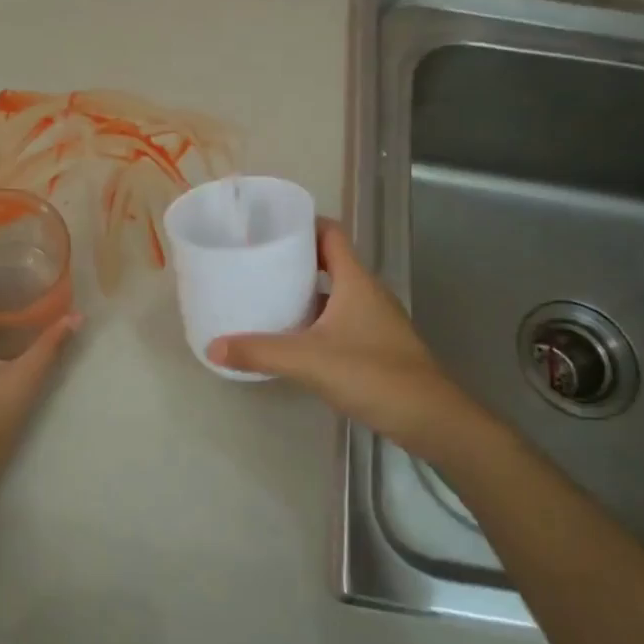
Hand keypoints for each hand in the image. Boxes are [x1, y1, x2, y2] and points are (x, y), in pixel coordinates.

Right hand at [207, 219, 510, 466]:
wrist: (431, 419)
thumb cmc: (373, 374)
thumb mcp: (308, 360)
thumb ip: (259, 351)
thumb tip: (212, 347)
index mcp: (355, 281)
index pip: (330, 233)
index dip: (303, 224)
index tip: (269, 227)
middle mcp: (367, 292)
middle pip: (329, 261)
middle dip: (295, 259)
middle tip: (257, 262)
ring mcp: (374, 320)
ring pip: (334, 293)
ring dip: (304, 291)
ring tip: (266, 295)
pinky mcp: (376, 345)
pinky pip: (339, 319)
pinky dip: (315, 320)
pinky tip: (292, 337)